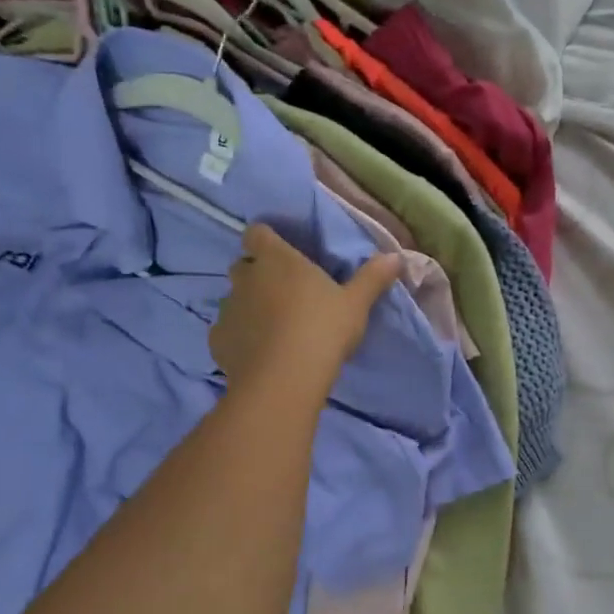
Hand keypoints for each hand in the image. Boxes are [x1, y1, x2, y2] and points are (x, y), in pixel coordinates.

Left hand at [211, 224, 400, 399]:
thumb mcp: (356, 304)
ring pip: (233, 299)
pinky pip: (226, 331)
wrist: (284, 380)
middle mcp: (247, 278)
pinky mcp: (218, 340)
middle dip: (258, 275)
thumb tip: (395, 257)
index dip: (267, 240)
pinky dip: (238, 337)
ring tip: (272, 329)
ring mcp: (227, 309)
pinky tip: (257, 353)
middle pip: (243, 266)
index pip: (257, 233)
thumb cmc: (323, 329)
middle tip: (284, 294)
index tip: (282, 254)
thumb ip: (372, 278)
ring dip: (248, 307)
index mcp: (277, 259)